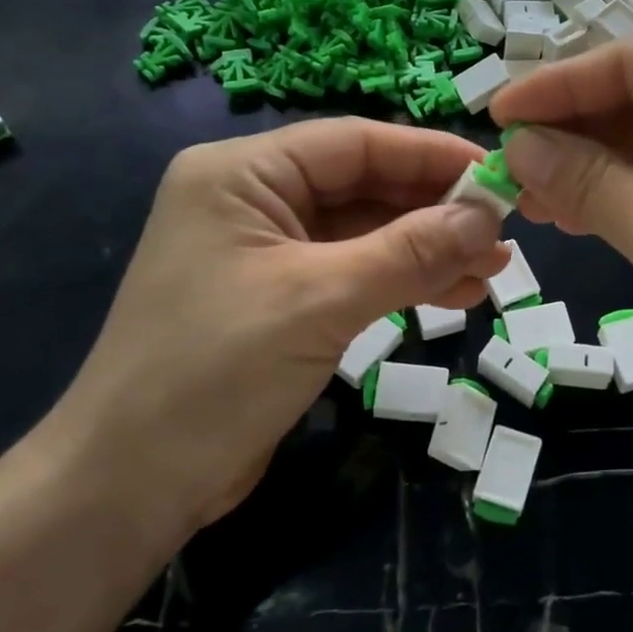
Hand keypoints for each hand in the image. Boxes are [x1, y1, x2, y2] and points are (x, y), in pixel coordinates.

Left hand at [36, 119, 509, 536]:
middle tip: (504, 233)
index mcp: (243, 174)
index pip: (355, 142)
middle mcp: (255, 199)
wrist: (129, 488)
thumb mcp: (320, 301)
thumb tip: (487, 215)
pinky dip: (406, 280)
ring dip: (430, 248)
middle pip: (365, 186)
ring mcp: (269, 251)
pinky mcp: (283, 298)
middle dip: (436, 210)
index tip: (497, 174)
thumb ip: (409, 251)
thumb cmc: (213, 373)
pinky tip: (457, 293)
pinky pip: (357, 272)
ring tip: (494, 269)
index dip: (431, 155)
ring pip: (368, 232)